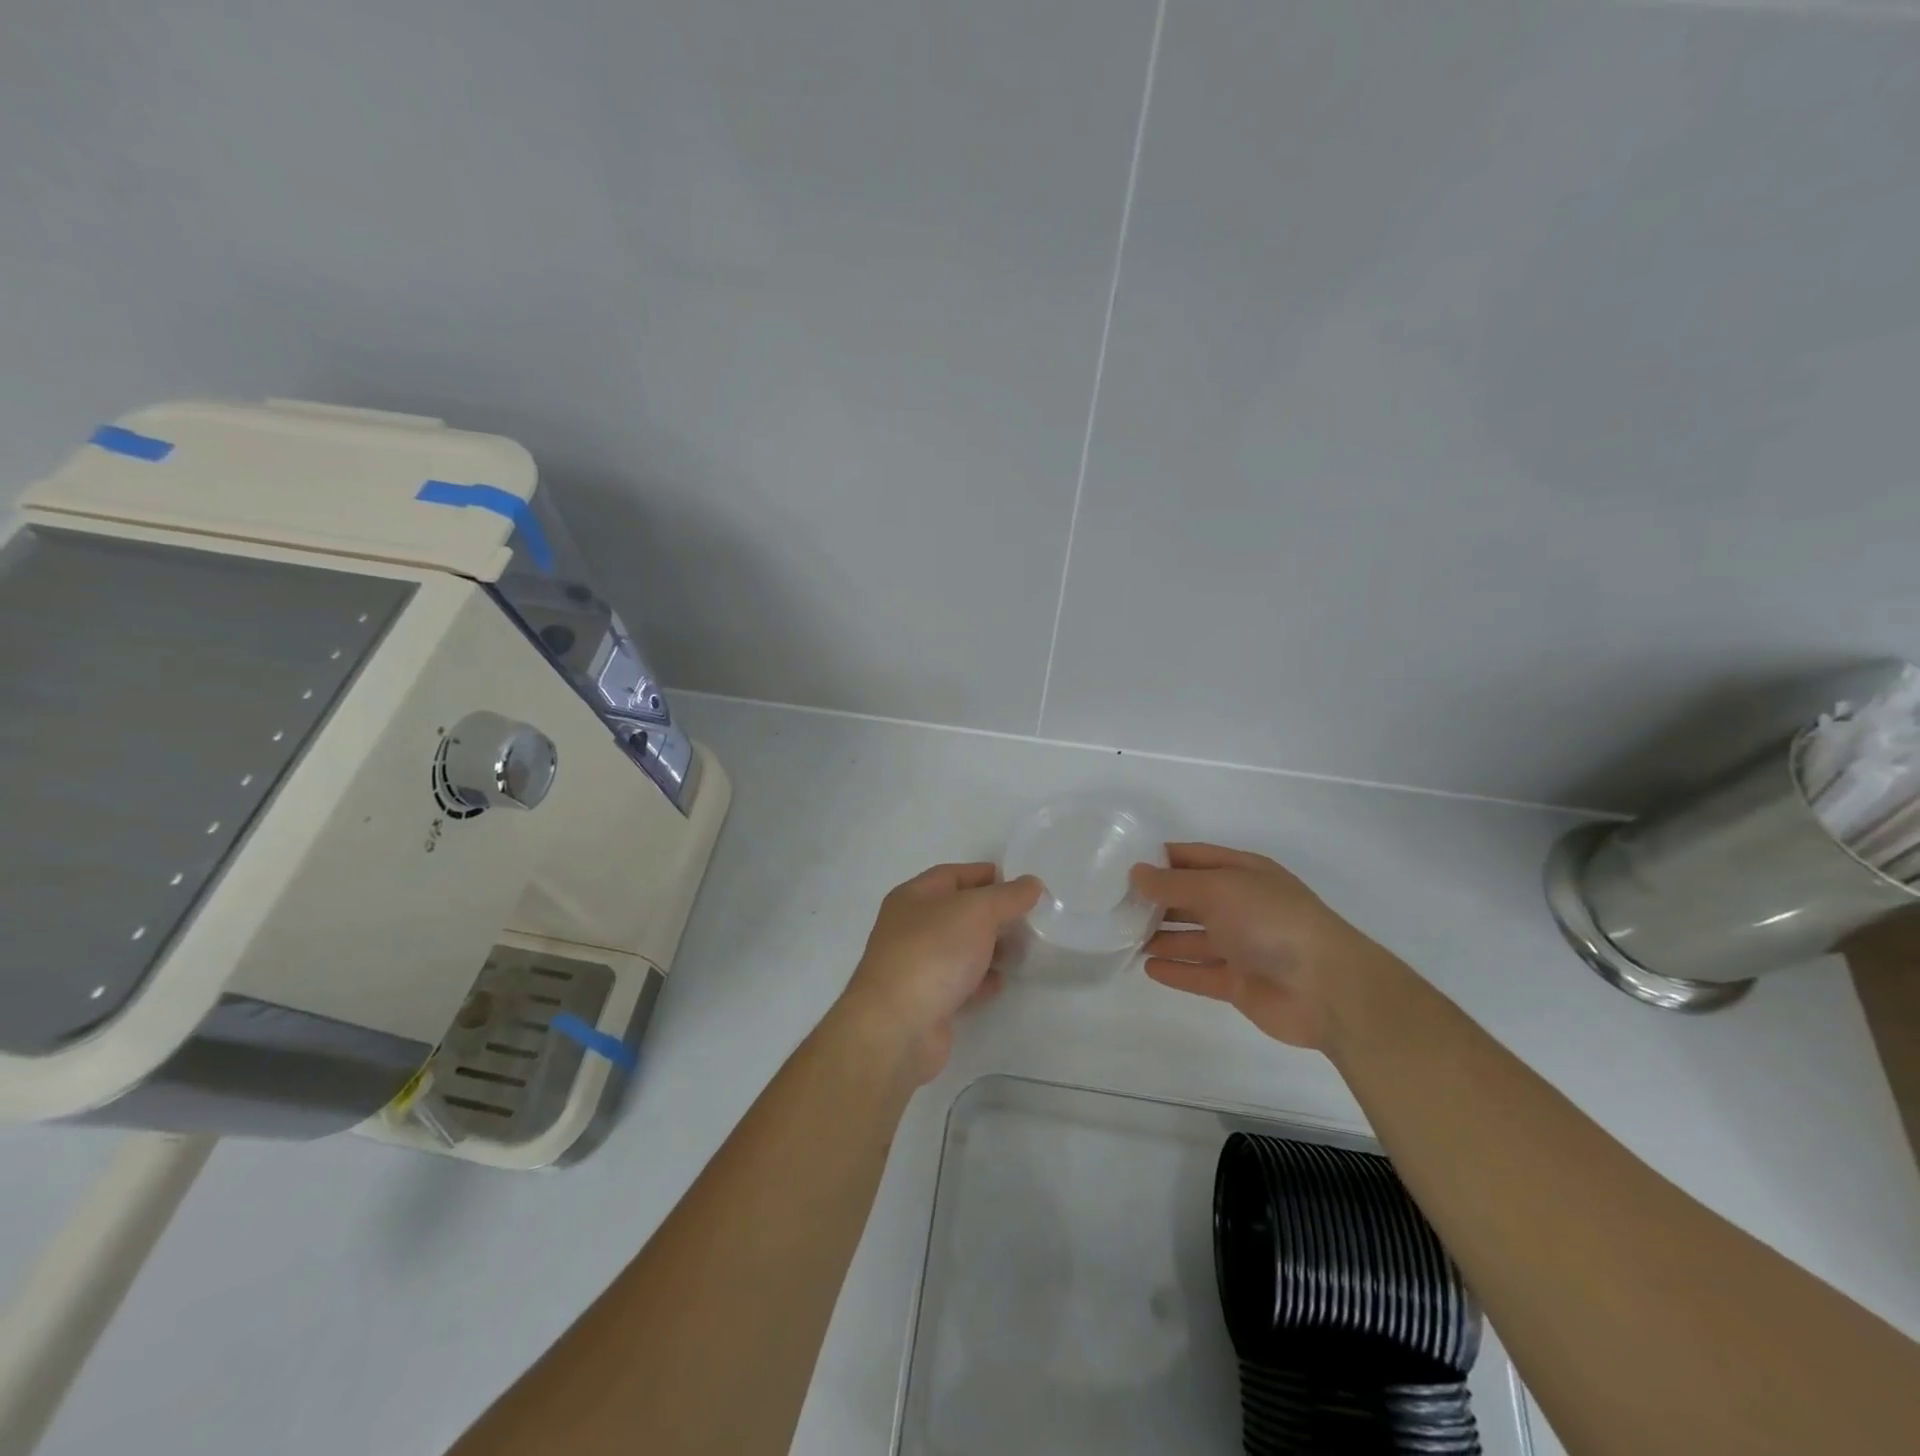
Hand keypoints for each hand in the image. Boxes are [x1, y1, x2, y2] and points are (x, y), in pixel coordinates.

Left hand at [837, 863, 1041, 1085]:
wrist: (897, 1027)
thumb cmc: (934, 952)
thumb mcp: (977, 911)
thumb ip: (1008, 896)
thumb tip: (1031, 883)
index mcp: (914, 896)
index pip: (954, 875)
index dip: (987, 876)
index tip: (1023, 886)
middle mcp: (911, 927)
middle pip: (959, 912)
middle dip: (995, 915)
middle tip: (1030, 922)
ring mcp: (917, 965)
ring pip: (961, 949)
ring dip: (991, 949)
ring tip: (1023, 952)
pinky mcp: (927, 1001)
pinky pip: (959, 982)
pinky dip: (980, 981)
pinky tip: (1000, 983)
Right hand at [1129, 843, 1400, 1050]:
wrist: (1326, 988)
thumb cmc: (1271, 921)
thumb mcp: (1218, 889)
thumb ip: (1173, 884)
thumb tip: (1136, 873)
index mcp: (1244, 873)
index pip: (1195, 859)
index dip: (1162, 860)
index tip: (1124, 865)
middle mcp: (1242, 906)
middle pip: (1192, 899)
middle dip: (1157, 900)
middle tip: (1115, 904)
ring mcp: (1242, 946)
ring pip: (1193, 937)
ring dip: (1162, 936)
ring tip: (1124, 936)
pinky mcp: (1239, 983)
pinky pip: (1200, 973)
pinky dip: (1176, 970)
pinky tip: (1147, 967)